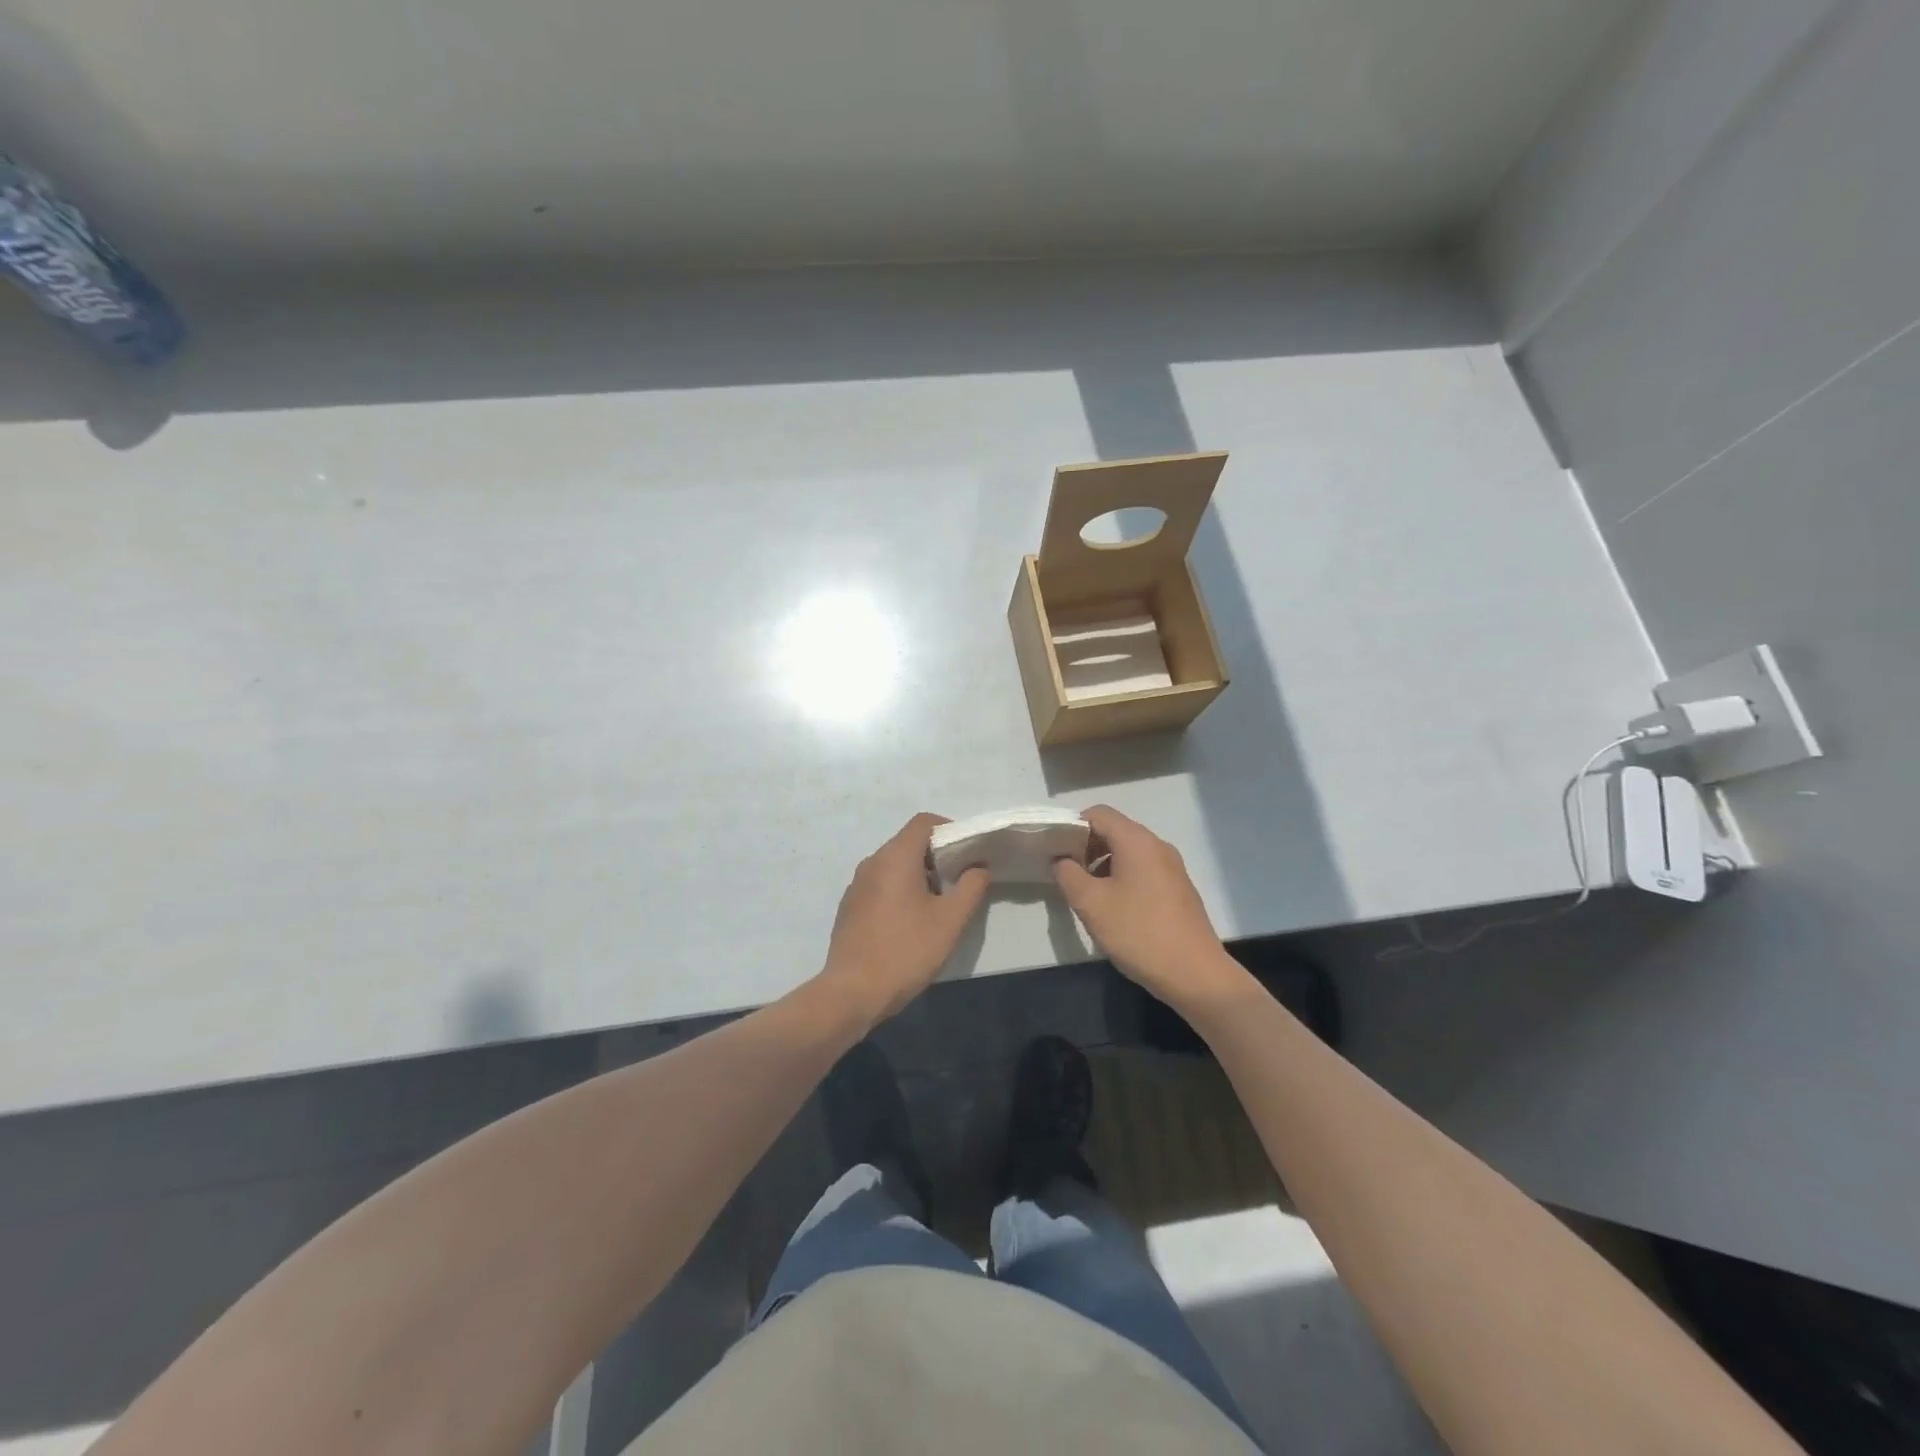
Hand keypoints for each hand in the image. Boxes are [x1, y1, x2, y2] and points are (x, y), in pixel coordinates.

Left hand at [817, 813, 990, 1027]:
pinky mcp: (850, 906)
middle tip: (958, 883)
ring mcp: (857, 885)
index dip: (949, 830)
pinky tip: (910, 924)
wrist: (852, 992)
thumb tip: (979, 867)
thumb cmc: (906, 951)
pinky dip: (899, 891)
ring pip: (894, 865)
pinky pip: (880, 884)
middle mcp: (872, 862)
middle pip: (908, 842)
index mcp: (895, 857)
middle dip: (936, 856)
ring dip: (919, 875)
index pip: (924, 822)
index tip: (967, 854)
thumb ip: (971, 887)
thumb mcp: (950, 920)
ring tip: (937, 906)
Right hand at [1052, 805, 1247, 1009]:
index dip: (1072, 827)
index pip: (1098, 814)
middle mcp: (1157, 846)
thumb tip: (1061, 859)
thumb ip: (1068, 874)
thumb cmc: (1138, 933)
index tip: (1056, 851)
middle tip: (1067, 873)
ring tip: (1087, 894)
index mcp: (1137, 841)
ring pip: (1129, 852)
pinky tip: (1114, 908)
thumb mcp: (1091, 904)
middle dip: (1086, 846)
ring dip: (1103, 864)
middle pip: (1115, 830)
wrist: (1195, 974)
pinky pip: (1143, 869)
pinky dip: (1122, 877)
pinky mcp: (1178, 888)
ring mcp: (1172, 867)